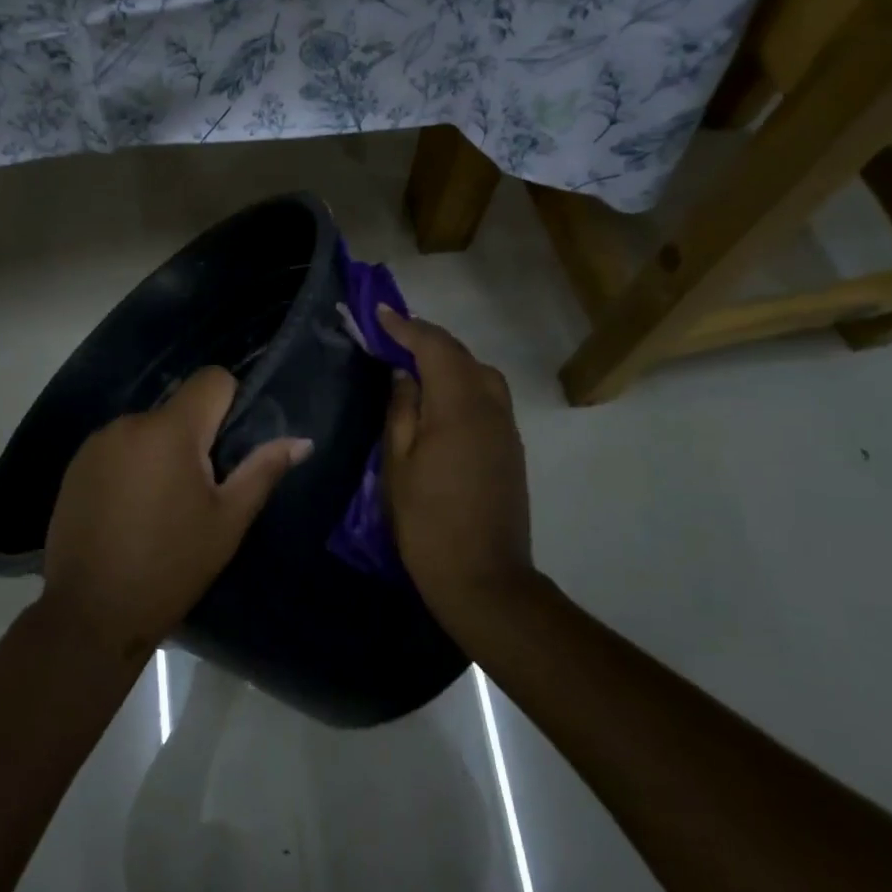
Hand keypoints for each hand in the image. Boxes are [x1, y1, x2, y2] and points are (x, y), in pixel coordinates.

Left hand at [43, 368, 311, 662]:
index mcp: (171, 431)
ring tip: (163, 506)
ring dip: (162, 452)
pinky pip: (117, 448)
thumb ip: (262, 471)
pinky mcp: (75, 466)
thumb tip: (301, 440)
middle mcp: (129, 423)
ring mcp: (96, 443)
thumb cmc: (171, 566)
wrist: (90, 612)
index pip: (211, 379)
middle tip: (200, 490)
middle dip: (195, 436)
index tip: (231, 445)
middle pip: (178, 408)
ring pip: (147, 429)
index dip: (230, 401)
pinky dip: (132, 466)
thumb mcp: (227, 522)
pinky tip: (130, 511)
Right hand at [378, 306, 535, 619]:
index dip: (406, 327)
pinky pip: (487, 398)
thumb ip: (401, 411)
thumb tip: (405, 375)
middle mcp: (491, 408)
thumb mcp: (398, 464)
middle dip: (428, 340)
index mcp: (459, 408)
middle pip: (462, 356)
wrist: (483, 578)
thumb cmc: (427, 522)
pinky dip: (462, 385)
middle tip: (392, 338)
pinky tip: (439, 401)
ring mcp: (506, 429)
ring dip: (448, 362)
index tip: (380, 313)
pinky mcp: (511, 449)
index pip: (435, 348)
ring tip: (414, 367)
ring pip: (480, 375)